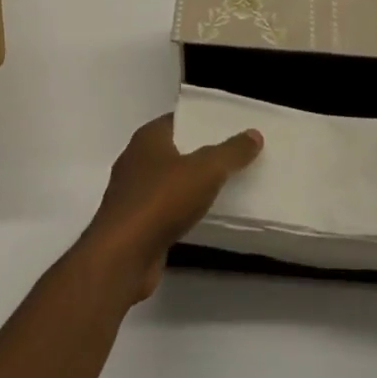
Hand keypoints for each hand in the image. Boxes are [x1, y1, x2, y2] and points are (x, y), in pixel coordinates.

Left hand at [82, 114, 262, 302]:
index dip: (201, 122)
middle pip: (173, 150)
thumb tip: (254, 134)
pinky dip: (179, 212)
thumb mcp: (206, 170)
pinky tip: (200, 219)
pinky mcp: (132, 226)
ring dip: (188, 186)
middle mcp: (135, 160)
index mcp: (147, 138)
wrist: (122, 257)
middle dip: (198, 153)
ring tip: (222, 188)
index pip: (178, 120)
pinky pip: (162, 211)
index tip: (228, 128)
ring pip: (167, 182)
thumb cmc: (161, 201)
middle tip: (232, 158)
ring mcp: (130, 194)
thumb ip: (231, 152)